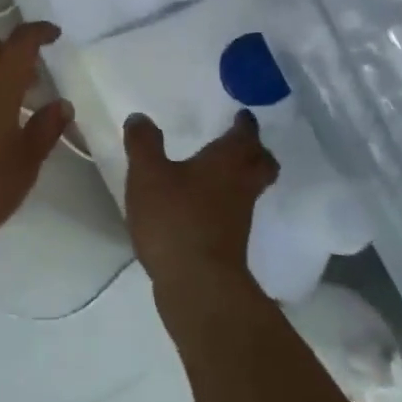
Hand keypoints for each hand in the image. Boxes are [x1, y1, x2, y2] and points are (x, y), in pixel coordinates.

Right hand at [123, 110, 277, 296]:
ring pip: (251, 188)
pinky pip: (235, 212)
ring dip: (242, 177)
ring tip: (218, 172)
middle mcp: (241, 184)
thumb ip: (144, 143)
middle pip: (262, 162)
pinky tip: (203, 206)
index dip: (244, 123)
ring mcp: (240, 216)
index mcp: (228, 160)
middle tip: (240, 142)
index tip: (242, 115)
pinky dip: (226, 204)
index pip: (245, 134)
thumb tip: (140, 117)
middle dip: (255, 151)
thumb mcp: (148, 174)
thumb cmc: (176, 219)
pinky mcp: (231, 243)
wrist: (197, 285)